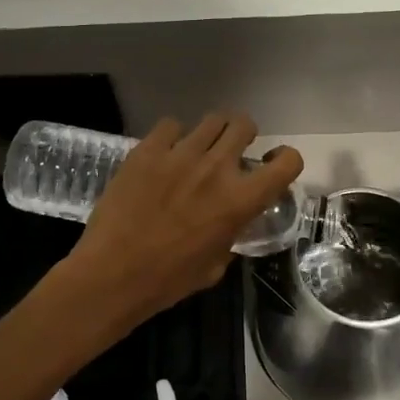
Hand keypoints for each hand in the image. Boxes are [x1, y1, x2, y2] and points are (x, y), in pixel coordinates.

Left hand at [63, 114, 304, 336]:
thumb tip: (229, 222)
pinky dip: (173, 137)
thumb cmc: (168, 280)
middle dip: (244, 135)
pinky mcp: (148, 149)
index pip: (287, 162)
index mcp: (240, 200)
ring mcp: (180, 153)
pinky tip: (164, 155)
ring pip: (211, 119)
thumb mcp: (215, 265)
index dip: (286, 160)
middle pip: (245, 124)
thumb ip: (230, 234)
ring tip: (198, 150)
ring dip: (212, 133)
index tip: (272, 167)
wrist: (112, 274)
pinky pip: (170, 125)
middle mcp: (216, 168)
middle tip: (231, 151)